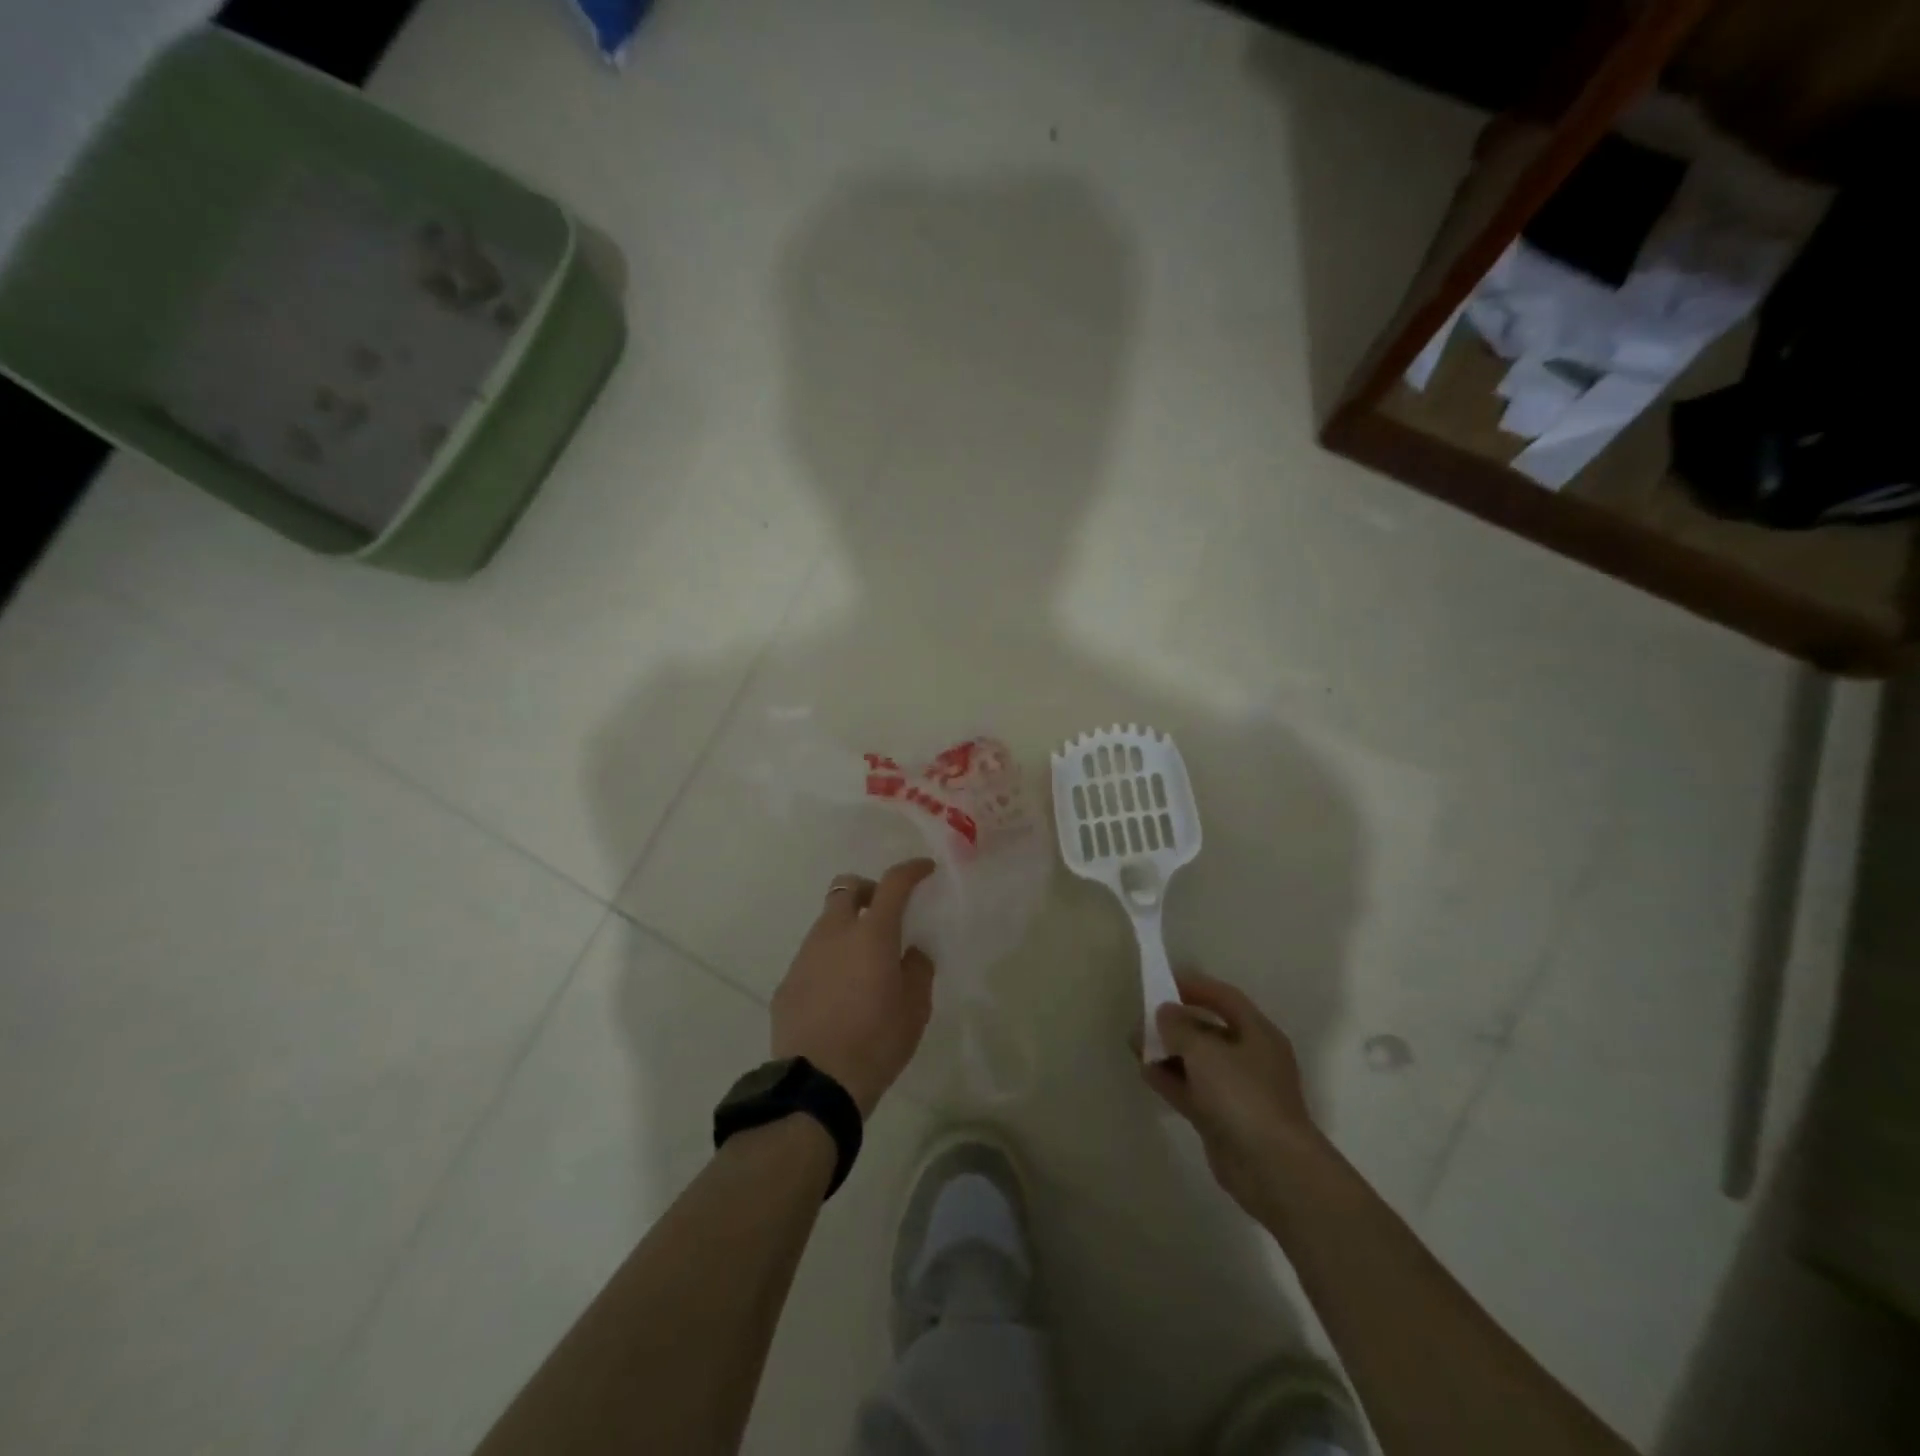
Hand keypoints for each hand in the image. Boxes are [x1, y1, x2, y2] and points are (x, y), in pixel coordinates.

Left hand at [771, 859, 937, 1116]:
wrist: (817, 1084)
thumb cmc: (877, 1042)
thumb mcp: (915, 1008)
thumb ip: (918, 969)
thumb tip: (911, 952)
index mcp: (872, 934)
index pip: (893, 884)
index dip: (911, 871)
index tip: (924, 870)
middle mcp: (834, 933)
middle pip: (846, 888)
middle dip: (867, 890)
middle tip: (884, 914)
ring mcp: (805, 956)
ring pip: (826, 923)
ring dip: (847, 928)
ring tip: (862, 963)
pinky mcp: (787, 982)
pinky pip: (812, 957)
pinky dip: (829, 961)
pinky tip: (838, 994)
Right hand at [1141, 969, 1326, 1216]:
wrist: (1272, 1168)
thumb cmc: (1242, 1095)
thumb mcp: (1204, 1051)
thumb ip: (1179, 1027)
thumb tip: (1164, 1012)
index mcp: (1257, 1033)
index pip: (1224, 998)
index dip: (1195, 987)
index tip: (1163, 983)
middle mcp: (1251, 1058)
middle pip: (1209, 1030)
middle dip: (1175, 1024)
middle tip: (1142, 1020)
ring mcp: (1238, 1091)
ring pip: (1198, 1062)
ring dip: (1168, 1053)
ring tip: (1136, 1046)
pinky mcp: (1224, 1119)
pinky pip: (1193, 1090)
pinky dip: (1171, 1080)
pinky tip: (1146, 1072)